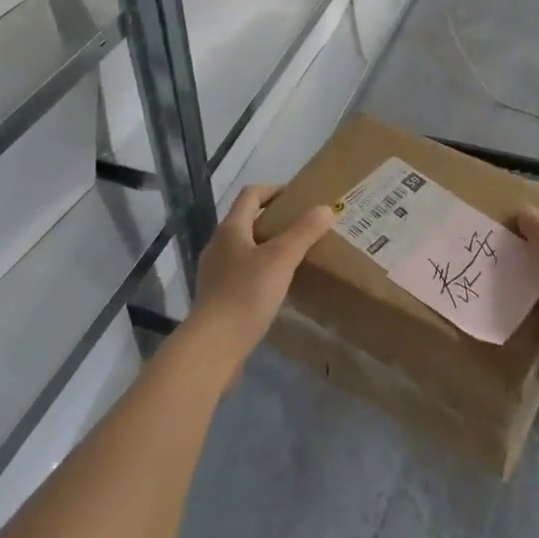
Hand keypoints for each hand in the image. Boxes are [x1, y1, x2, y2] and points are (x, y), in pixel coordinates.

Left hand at [184, 186, 333, 378]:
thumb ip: (304, 232)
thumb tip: (325, 208)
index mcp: (231, 228)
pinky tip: (278, 288)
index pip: (251, 194)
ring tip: (295, 258)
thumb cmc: (246, 294)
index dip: (274, 190)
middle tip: (303, 228)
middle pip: (247, 221)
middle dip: (275, 221)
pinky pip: (242, 273)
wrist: (213, 347)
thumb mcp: (281, 259)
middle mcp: (219, 245)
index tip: (299, 198)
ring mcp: (215, 273)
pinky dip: (261, 272)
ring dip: (268, 247)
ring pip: (245, 249)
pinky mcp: (217, 298)